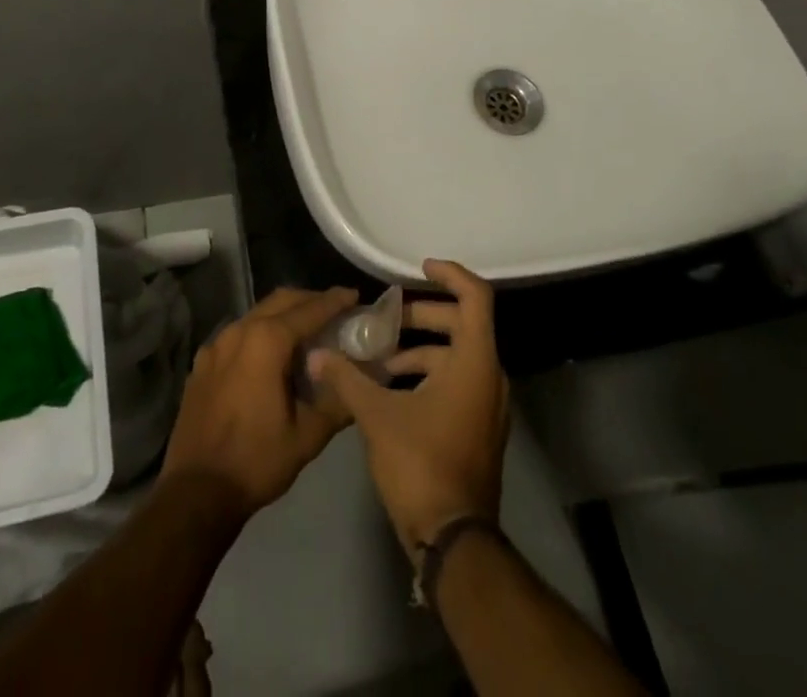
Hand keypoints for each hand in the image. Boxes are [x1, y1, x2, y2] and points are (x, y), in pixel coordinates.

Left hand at [160, 286, 358, 522]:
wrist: (196, 492)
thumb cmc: (256, 460)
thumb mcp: (308, 436)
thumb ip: (338, 401)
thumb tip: (361, 380)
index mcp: (267, 341)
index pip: (309, 310)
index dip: (335, 301)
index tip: (354, 295)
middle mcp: (240, 331)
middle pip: (281, 301)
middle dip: (309, 300)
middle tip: (334, 311)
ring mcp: (216, 344)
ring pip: (257, 314)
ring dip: (284, 315)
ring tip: (305, 332)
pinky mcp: (202, 363)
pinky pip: (237, 335)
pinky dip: (259, 333)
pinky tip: (268, 357)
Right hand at [308, 260, 509, 554]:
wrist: (453, 540)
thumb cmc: (421, 464)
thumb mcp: (377, 416)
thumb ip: (347, 378)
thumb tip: (317, 354)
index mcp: (474, 362)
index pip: (476, 297)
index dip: (450, 275)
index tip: (419, 268)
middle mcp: (489, 376)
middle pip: (463, 324)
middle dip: (424, 315)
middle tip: (386, 317)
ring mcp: (487, 405)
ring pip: (458, 356)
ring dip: (422, 349)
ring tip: (380, 357)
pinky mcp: (479, 428)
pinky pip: (459, 381)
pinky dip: (430, 374)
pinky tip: (392, 389)